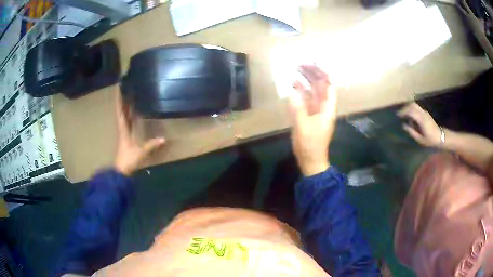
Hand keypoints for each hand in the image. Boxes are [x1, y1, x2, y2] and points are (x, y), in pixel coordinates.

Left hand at [114, 93, 165, 175]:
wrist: (121, 171)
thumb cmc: (128, 159)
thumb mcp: (141, 152)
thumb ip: (151, 145)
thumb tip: (164, 139)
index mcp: (123, 129)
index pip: (121, 111)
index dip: (119, 100)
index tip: (119, 89)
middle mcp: (122, 128)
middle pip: (121, 111)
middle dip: (122, 100)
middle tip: (125, 89)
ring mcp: (123, 133)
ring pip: (123, 116)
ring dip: (124, 107)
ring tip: (128, 97)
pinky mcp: (125, 138)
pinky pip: (126, 122)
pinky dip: (127, 115)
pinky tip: (131, 113)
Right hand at [288, 65, 336, 175]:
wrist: (310, 158)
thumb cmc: (311, 144)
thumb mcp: (303, 127)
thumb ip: (298, 109)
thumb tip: (292, 90)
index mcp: (327, 107)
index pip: (329, 85)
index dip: (324, 72)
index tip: (314, 63)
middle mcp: (323, 105)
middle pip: (320, 85)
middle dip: (313, 72)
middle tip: (300, 63)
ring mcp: (315, 109)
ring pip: (312, 89)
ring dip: (306, 79)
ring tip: (296, 68)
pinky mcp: (308, 113)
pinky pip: (305, 97)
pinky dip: (300, 90)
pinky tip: (293, 83)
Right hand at [397, 102, 440, 146]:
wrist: (440, 137)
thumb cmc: (430, 140)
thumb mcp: (420, 139)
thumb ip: (411, 131)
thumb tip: (404, 125)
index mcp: (421, 119)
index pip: (410, 111)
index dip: (403, 112)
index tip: (398, 115)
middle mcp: (423, 113)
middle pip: (412, 105)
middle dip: (405, 108)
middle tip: (400, 113)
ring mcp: (425, 112)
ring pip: (415, 105)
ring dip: (408, 108)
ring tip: (404, 114)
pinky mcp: (426, 113)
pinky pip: (417, 108)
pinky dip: (412, 109)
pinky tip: (411, 116)